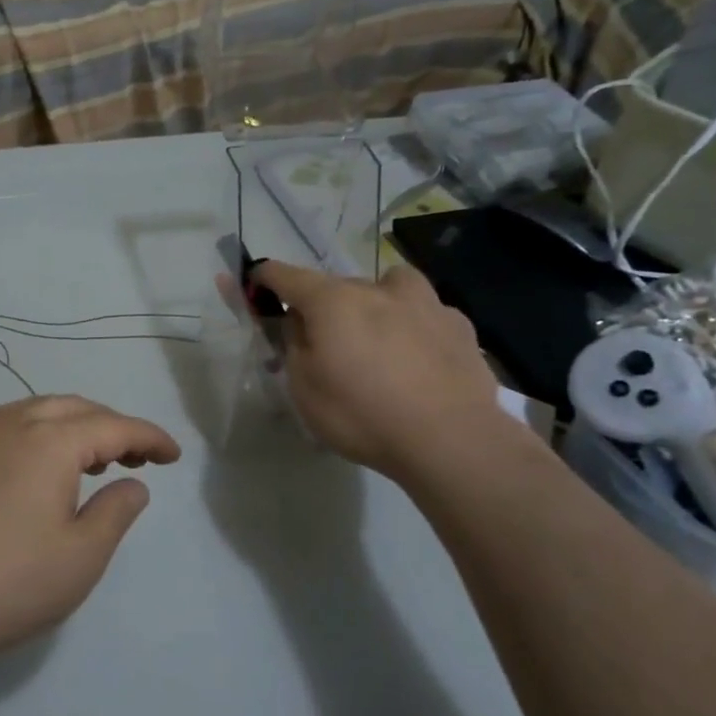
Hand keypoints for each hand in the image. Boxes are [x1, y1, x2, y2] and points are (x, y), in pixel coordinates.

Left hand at [0, 396, 181, 667]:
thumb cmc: (9, 582)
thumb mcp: (81, 556)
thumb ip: (116, 511)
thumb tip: (134, 483)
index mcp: (50, 440)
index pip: (114, 426)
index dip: (149, 437)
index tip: (175, 455)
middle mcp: (14, 424)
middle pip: (77, 409)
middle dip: (113, 427)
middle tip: (139, 458)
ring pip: (41, 412)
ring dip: (77, 427)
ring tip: (97, 462)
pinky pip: (13, 427)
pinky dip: (44, 435)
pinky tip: (46, 472)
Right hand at [250, 260, 505, 484]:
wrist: (451, 441)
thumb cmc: (362, 414)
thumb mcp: (303, 388)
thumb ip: (294, 345)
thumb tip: (298, 321)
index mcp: (333, 301)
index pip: (286, 275)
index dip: (264, 277)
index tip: (254, 283)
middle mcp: (378, 289)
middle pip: (339, 286)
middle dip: (325, 306)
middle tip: (324, 343)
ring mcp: (426, 304)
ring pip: (391, 287)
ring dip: (378, 302)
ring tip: (381, 336)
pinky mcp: (461, 327)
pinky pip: (427, 315)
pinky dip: (416, 327)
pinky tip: (421, 359)